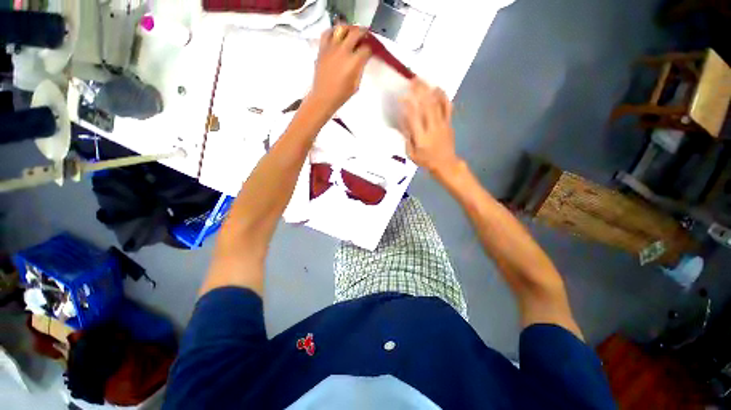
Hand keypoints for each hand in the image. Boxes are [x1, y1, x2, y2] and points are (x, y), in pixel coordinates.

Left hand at [308, 25, 372, 115]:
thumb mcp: (356, 85)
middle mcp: (343, 51)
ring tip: (351, 33)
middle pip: (356, 33)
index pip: (366, 48)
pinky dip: (333, 31)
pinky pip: (327, 32)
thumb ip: (359, 69)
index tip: (370, 51)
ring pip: (342, 28)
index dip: (370, 49)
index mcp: (354, 62)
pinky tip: (337, 35)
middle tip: (365, 35)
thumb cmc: (341, 95)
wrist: (323, 97)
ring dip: (349, 28)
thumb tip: (362, 59)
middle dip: (363, 33)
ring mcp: (331, 47)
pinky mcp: (322, 48)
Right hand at [400, 79, 461, 175]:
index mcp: (421, 138)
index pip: (414, 118)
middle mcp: (432, 128)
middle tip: (412, 80)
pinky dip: (443, 96)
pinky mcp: (449, 123)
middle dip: (419, 91)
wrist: (445, 163)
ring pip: (436, 104)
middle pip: (426, 106)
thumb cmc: (425, 160)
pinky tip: (437, 88)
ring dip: (429, 90)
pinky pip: (447, 107)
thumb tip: (403, 122)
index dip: (408, 105)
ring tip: (422, 80)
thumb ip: (407, 138)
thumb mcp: (411, 154)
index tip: (402, 96)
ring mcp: (442, 124)